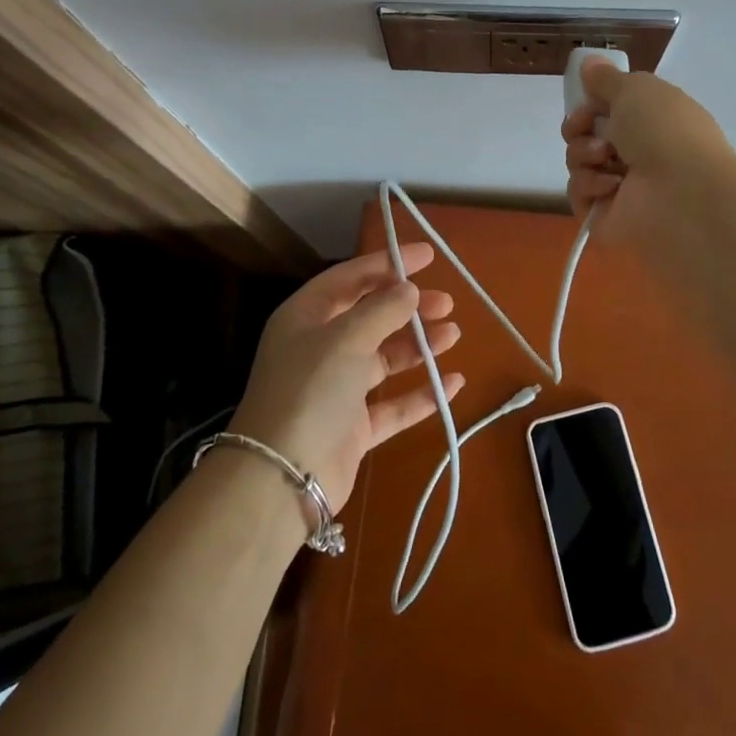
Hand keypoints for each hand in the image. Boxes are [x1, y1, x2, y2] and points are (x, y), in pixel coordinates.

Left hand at [229, 243, 463, 512]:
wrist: (281, 479)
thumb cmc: (310, 390)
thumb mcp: (346, 337)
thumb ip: (383, 309)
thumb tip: (410, 289)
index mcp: (307, 316)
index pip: (351, 277)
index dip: (388, 263)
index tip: (428, 256)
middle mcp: (320, 347)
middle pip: (371, 316)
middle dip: (409, 307)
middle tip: (446, 303)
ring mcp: (337, 389)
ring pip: (385, 357)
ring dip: (419, 345)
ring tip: (454, 335)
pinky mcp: (353, 427)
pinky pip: (393, 404)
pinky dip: (421, 393)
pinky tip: (452, 383)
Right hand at [561, 59, 734, 252]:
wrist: (681, 192)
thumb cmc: (663, 130)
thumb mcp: (635, 88)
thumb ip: (606, 78)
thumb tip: (589, 64)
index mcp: (650, 120)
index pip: (608, 109)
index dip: (589, 103)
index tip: (585, 101)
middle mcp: (636, 151)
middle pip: (586, 135)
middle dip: (579, 127)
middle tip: (586, 127)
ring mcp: (621, 187)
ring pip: (578, 163)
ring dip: (583, 154)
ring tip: (605, 158)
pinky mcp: (606, 216)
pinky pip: (579, 194)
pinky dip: (588, 185)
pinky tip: (610, 185)